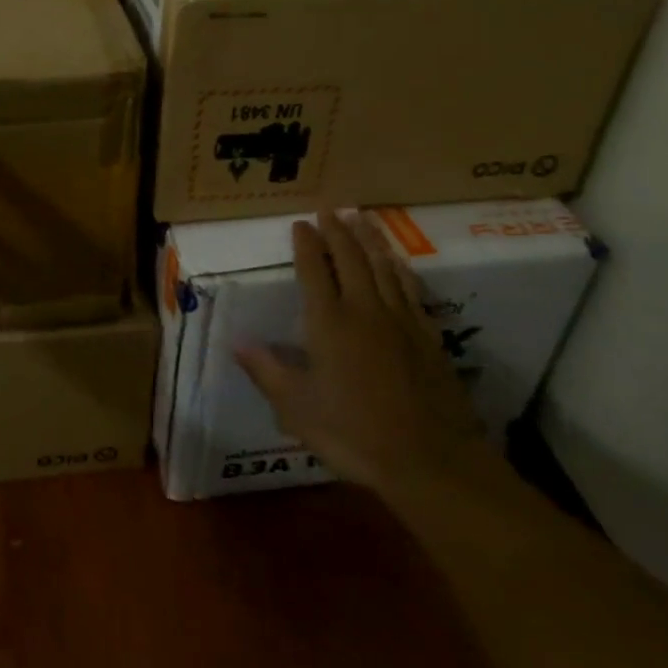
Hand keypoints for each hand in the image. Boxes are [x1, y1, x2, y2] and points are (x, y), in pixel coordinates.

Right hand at [237, 210, 497, 496]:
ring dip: (369, 239)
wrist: (430, 459)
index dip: (306, 244)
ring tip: (361, 218)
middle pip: (350, 258)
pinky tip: (397, 262)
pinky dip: (399, 268)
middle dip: (337, 231)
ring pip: (382, 266)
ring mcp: (399, 320)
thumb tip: (236, 342)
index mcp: (328, 323)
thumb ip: (267, 372)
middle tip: (329, 209)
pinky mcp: (426, 335)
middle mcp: (364, 310)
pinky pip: (409, 289)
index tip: (300, 223)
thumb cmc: (354, 434)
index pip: (313, 270)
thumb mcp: (297, 409)